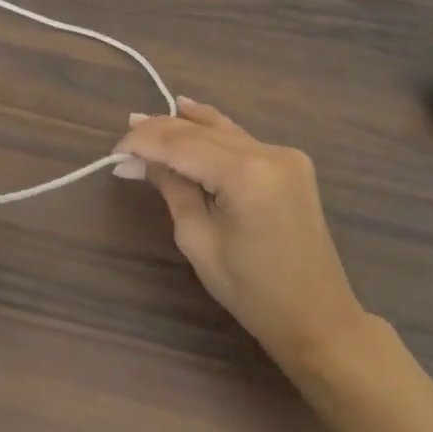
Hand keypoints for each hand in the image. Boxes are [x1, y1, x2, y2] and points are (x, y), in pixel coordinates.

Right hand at [117, 99, 365, 377]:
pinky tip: (189, 114)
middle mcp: (268, 153)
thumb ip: (172, 189)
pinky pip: (239, 139)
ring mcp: (284, 155)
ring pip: (221, 129)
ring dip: (183, 126)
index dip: (144, 143)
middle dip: (159, 132)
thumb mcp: (198, 240)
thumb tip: (139, 161)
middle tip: (123, 135)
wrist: (318, 317)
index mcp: (246, 174)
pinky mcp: (290, 164)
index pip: (181, 144)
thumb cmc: (252, 291)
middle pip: (200, 132)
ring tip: (145, 120)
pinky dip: (210, 132)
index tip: (114, 152)